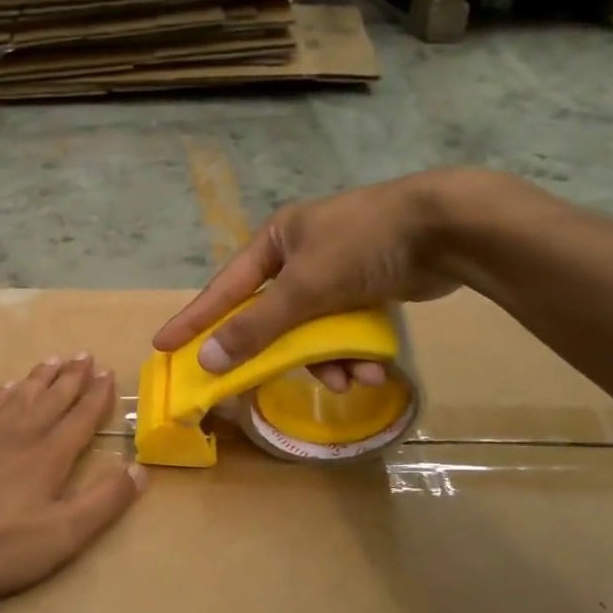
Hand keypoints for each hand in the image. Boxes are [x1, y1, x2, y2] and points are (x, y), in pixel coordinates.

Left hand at [0, 355, 145, 600]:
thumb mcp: (62, 534)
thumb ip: (103, 501)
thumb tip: (140, 469)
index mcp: (50, 455)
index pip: (81, 418)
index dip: (97, 396)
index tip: (107, 372)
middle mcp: (20, 433)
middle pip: (52, 398)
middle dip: (72, 377)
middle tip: (85, 354)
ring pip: (20, 395)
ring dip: (40, 377)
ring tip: (54, 359)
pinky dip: (2, 392)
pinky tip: (6, 386)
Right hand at [153, 172, 484, 389]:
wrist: (449, 228)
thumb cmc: (364, 245)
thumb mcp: (304, 288)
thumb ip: (256, 326)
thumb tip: (207, 359)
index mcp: (276, 241)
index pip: (224, 287)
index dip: (194, 318)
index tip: (164, 344)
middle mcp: (300, 255)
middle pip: (271, 316)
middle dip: (281, 352)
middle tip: (259, 384)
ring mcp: (335, 272)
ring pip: (312, 330)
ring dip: (328, 361)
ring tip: (351, 380)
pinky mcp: (368, 289)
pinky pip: (344, 330)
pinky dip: (354, 352)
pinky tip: (374, 370)